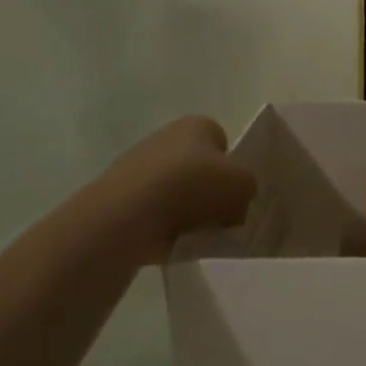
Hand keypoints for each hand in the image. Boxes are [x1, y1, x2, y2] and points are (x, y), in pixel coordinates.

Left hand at [95, 115, 256, 263]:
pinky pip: (153, 211)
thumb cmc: (194, 187)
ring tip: (196, 233)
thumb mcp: (244, 184)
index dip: (231, 165)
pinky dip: (164, 226)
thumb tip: (234, 203)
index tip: (233, 189)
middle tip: (220, 215)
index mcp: (196, 124)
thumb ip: (248, 187)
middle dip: (208, 189)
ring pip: (174, 190)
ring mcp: (136, 165)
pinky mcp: (118, 196)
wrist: (130, 215)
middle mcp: (164, 137)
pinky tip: (171, 240)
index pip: (221, 139)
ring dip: (186, 209)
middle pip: (197, 166)